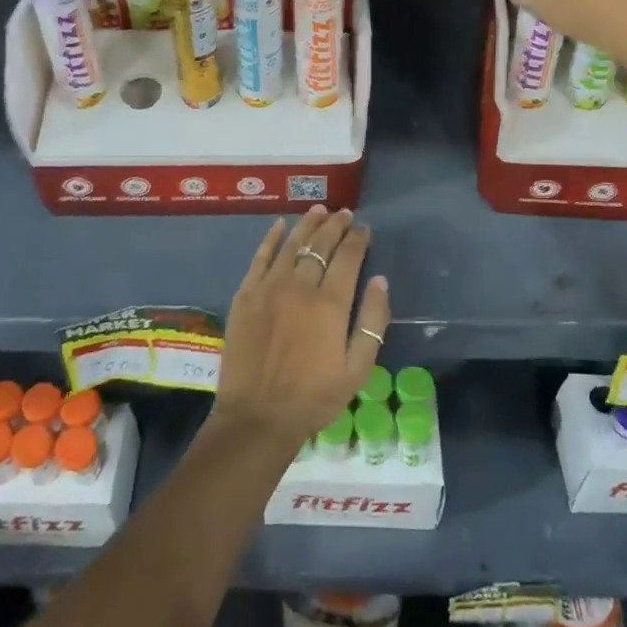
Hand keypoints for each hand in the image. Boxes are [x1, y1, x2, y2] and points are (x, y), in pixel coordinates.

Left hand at [214, 207, 390, 453]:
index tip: (364, 228)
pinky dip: (271, 238)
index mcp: (330, 303)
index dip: (358, 239)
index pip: (348, 257)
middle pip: (320, 245)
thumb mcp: (358, 368)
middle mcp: (300, 286)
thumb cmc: (314, 397)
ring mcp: (269, 287)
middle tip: (344, 213)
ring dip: (307, 225)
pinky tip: (279, 225)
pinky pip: (260, 257)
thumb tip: (380, 280)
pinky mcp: (245, 295)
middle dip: (335, 226)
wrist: (258, 416)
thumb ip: (373, 321)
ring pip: (291, 244)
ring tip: (319, 211)